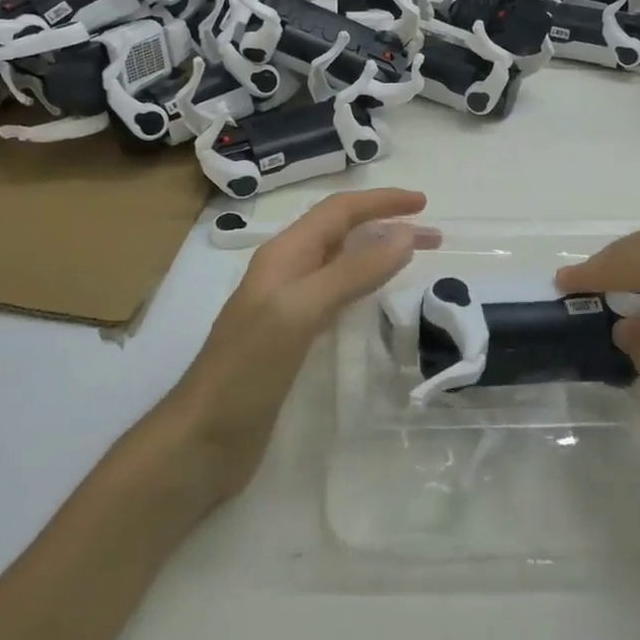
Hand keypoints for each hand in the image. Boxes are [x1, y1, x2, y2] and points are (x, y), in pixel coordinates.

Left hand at [170, 189, 431, 499]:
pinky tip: (379, 300)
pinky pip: (337, 297)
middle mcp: (286, 272)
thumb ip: (351, 271)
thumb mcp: (301, 310)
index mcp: (284, 255)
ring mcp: (288, 306)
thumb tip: (405, 234)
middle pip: (342, 233)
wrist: (204, 438)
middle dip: (386, 225)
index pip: (338, 211)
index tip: (424, 203)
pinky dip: (365, 287)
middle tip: (435, 237)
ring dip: (379, 254)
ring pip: (341, 264)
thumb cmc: (248, 369)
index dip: (381, 201)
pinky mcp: (294, 338)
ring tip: (416, 259)